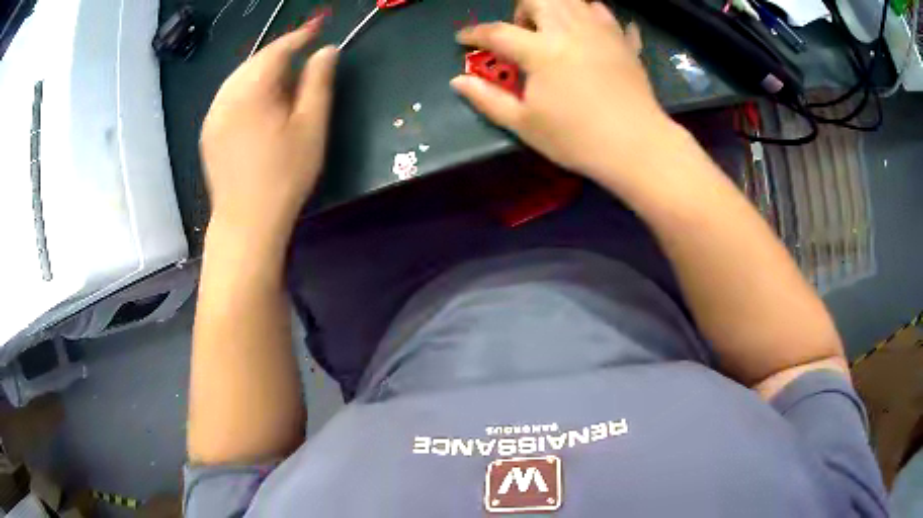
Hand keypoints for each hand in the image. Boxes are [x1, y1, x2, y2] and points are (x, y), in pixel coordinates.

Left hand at [200, 16, 337, 237]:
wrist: (247, 222)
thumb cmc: (285, 175)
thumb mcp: (311, 126)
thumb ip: (318, 83)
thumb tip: (326, 51)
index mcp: (251, 91)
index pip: (275, 50)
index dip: (298, 37)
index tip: (316, 29)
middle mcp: (225, 96)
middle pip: (254, 61)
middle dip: (279, 55)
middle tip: (303, 61)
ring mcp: (212, 115)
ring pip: (239, 78)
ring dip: (262, 72)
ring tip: (284, 84)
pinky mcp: (208, 131)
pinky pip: (228, 96)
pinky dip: (247, 90)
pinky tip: (261, 105)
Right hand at [451, 0, 679, 184]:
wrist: (637, 146)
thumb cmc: (577, 139)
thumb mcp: (525, 124)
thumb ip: (487, 99)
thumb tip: (457, 81)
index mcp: (541, 50)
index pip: (497, 32)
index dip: (474, 34)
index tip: (462, 39)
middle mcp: (570, 30)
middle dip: (521, 9)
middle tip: (522, 33)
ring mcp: (601, 32)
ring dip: (556, 7)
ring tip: (554, 29)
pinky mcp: (624, 42)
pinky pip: (608, 15)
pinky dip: (595, 16)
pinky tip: (591, 32)